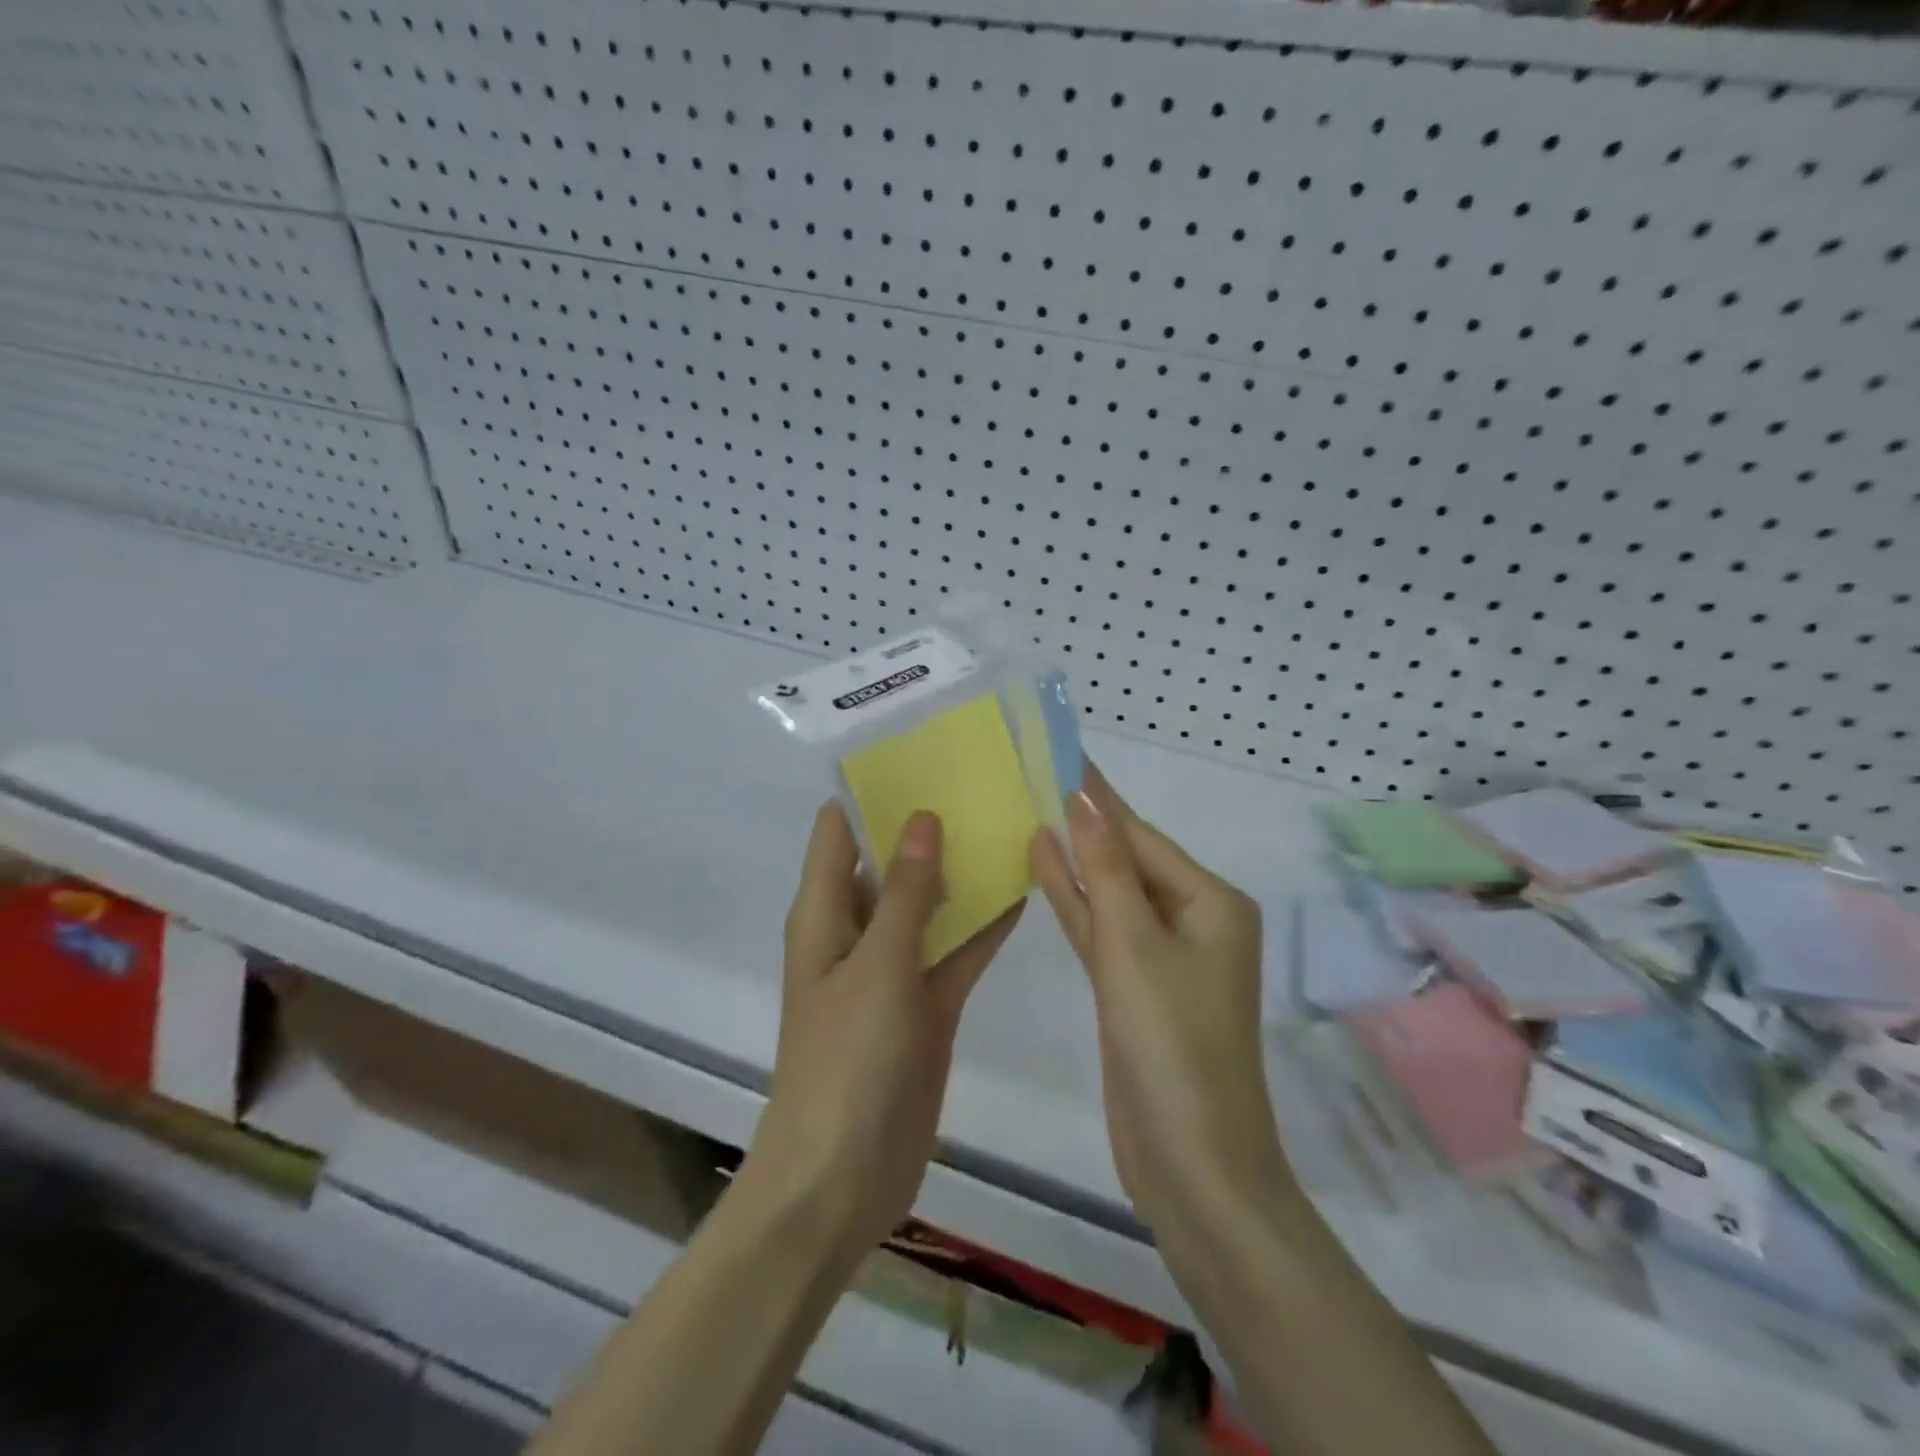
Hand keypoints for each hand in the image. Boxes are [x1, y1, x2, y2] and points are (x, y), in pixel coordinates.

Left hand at [744, 803, 1022, 1260]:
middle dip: (929, 824)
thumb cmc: (847, 1063)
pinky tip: (1025, 890)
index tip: (920, 750)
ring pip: (930, 904)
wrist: (843, 1179)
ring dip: (962, 872)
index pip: (839, 830)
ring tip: (1011, 820)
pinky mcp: (925, 1005)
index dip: (871, 789)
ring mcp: (893, 969)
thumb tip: (921, 816)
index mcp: (825, 914)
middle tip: (983, 778)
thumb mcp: (876, 966)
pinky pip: (955, 951)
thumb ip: (903, 891)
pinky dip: (983, 926)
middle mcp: (856, 932)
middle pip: (890, 861)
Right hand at [1030, 767, 1291, 1243]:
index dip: (1099, 795)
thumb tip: (1084, 800)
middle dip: (1085, 823)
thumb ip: (1105, 870)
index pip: (1142, 834)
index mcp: (1211, 902)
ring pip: (1112, 894)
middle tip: (1035, 776)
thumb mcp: (1133, 945)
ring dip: (1075, 860)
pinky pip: (1103, 930)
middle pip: (1128, 859)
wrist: (1191, 1164)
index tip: (1063, 753)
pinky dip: (1075, 903)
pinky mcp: (1136, 988)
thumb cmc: (1170, 1044)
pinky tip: (1041, 869)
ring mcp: (1164, 957)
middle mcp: (1194, 921)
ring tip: (1029, 812)